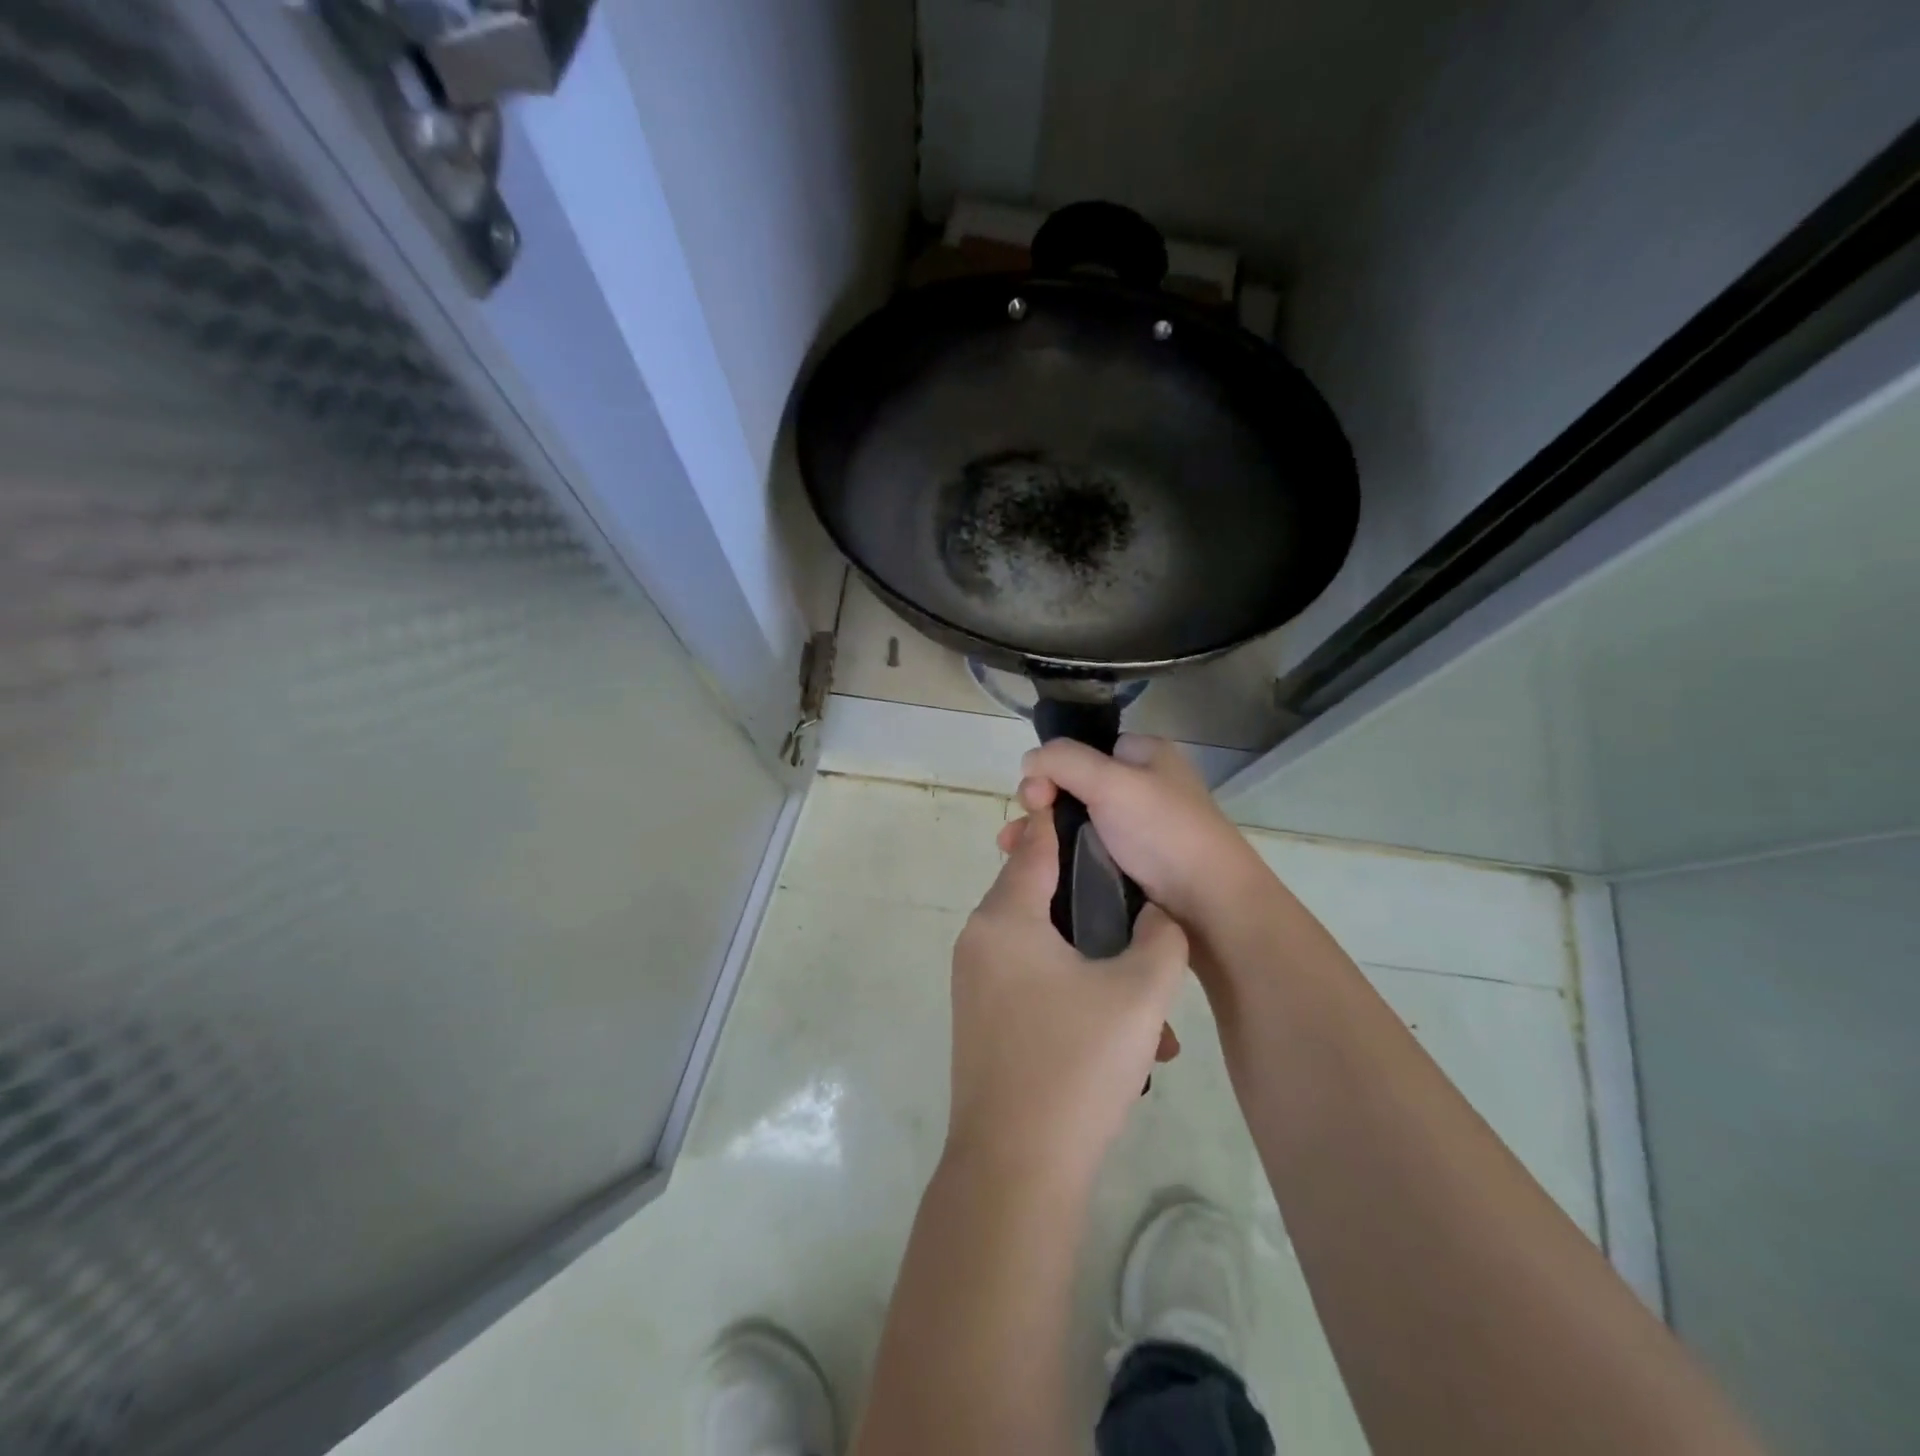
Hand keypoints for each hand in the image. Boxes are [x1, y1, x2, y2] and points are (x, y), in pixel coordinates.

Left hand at [947, 808, 1188, 1185]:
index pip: (1035, 845)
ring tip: (1151, 1017)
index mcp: (1006, 918)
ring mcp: (976, 982)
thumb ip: (1162, 937)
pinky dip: (1075, 996)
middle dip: (1098, 912)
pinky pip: (1033, 984)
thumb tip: (1159, 913)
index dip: (1068, 822)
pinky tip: (1124, 1045)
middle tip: (1146, 931)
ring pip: (1046, 949)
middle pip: (1043, 896)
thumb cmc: (1075, 1067)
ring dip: (1097, 968)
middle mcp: (980, 939)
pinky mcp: (983, 1019)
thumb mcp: (1139, 995)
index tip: (1104, 812)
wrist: (1014, 1170)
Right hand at [1019, 735, 1270, 929]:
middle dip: (1041, 804)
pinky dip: (1059, 857)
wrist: (1210, 907)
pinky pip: (1084, 852)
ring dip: (1043, 833)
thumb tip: (1027, 760)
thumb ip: (1064, 761)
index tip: (1036, 793)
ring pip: (1074, 822)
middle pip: (1074, 786)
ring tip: (1014, 849)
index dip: (1054, 766)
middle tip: (1024, 827)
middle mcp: (1141, 787)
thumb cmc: (1165, 833)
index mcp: (1147, 756)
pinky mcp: (1130, 866)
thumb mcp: (1112, 782)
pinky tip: (1037, 868)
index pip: (1086, 749)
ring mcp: (1136, 830)